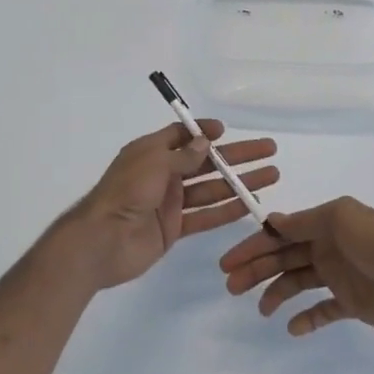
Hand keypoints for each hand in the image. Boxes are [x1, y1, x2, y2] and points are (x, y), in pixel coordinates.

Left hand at [64, 121, 279, 289]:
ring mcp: (170, 203)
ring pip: (212, 189)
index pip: (182, 135)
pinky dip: (227, 211)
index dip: (205, 132)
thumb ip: (183, 155)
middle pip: (206, 161)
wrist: (102, 241)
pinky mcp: (174, 229)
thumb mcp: (153, 162)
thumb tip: (206, 142)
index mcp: (152, 152)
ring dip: (240, 182)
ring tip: (271, 176)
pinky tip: (250, 204)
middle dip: (237, 156)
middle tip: (269, 150)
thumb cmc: (125, 193)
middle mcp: (162, 174)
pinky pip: (206, 216)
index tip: (227, 131)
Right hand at [219, 196, 373, 339]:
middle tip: (232, 287)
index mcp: (326, 224)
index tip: (228, 262)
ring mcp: (340, 276)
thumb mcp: (341, 220)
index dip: (254, 245)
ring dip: (276, 293)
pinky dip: (306, 318)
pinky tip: (293, 327)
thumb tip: (273, 222)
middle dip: (256, 269)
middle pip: (284, 258)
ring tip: (262, 310)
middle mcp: (329, 247)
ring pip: (298, 282)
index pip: (281, 233)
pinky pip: (322, 310)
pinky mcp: (352, 304)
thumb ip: (305, 222)